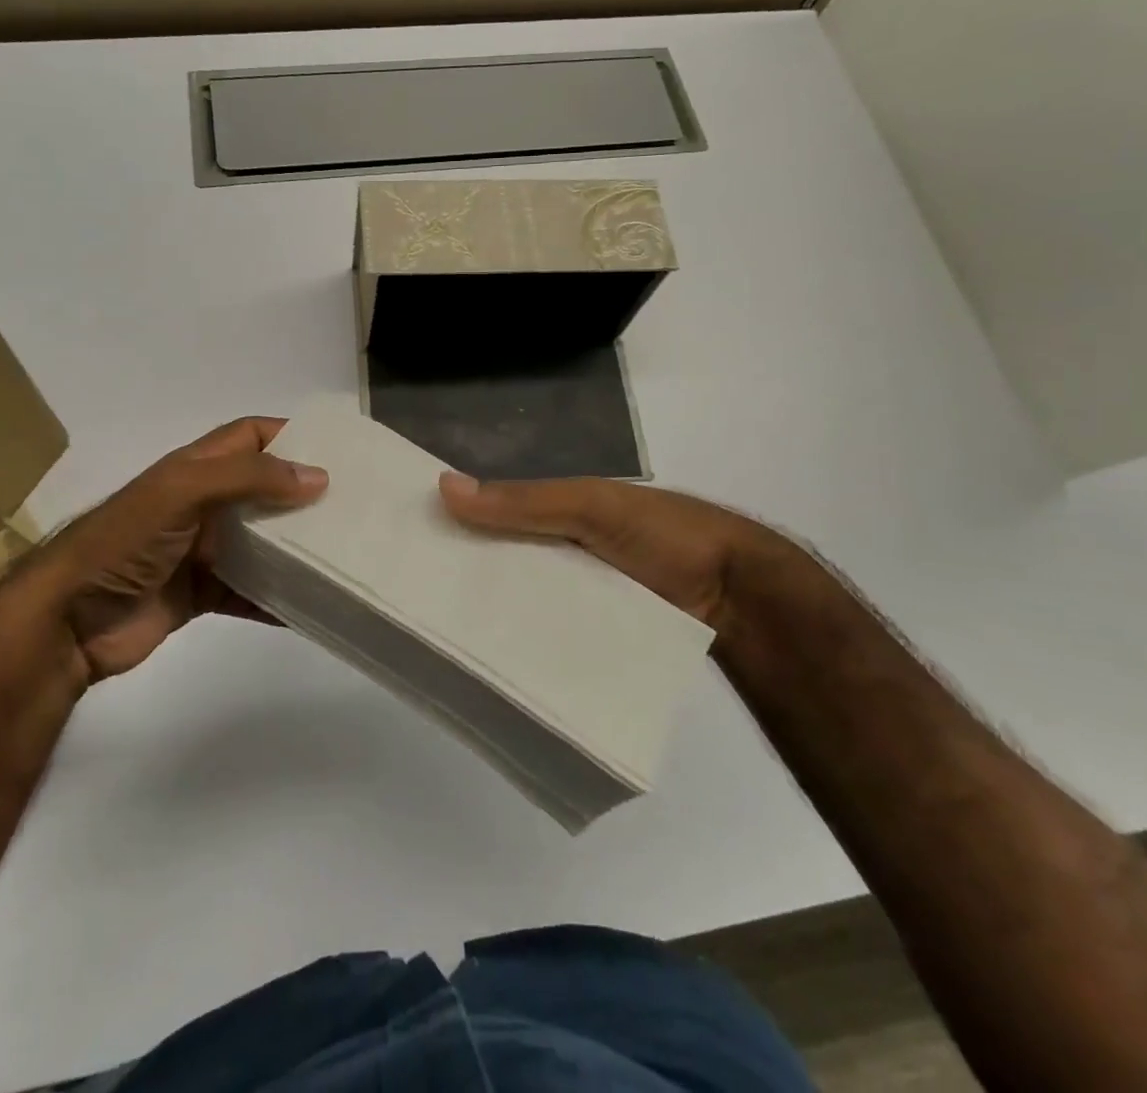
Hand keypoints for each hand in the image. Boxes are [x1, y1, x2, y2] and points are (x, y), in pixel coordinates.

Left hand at [16, 418, 325, 680]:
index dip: (289, 435)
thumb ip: (247, 478)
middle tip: (354, 505)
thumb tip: (317, 477)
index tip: (337, 449)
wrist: (66, 620)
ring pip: (260, 542)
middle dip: (303, 494)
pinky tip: (312, 607)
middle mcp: (202, 504)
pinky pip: (249, 592)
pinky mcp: (200, 594)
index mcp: (194, 469)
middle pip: (262, 489)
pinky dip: (277, 598)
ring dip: (295, 547)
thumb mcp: (183, 492)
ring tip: (344, 553)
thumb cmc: (124, 541)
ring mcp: (201, 551)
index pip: (249, 436)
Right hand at [437, 472, 795, 631]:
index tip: (407, 539)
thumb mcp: (591, 505)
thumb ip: (525, 500)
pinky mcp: (593, 633)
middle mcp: (561, 551)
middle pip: (501, 560)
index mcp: (556, 511)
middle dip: (465, 571)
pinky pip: (548, 633)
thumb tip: (442, 486)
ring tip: (438, 636)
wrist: (739, 595)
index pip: (493, 512)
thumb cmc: (662, 534)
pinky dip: (523, 640)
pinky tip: (490, 660)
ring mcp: (578, 595)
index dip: (455, 520)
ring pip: (522, 600)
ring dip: (491, 611)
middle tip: (410, 597)